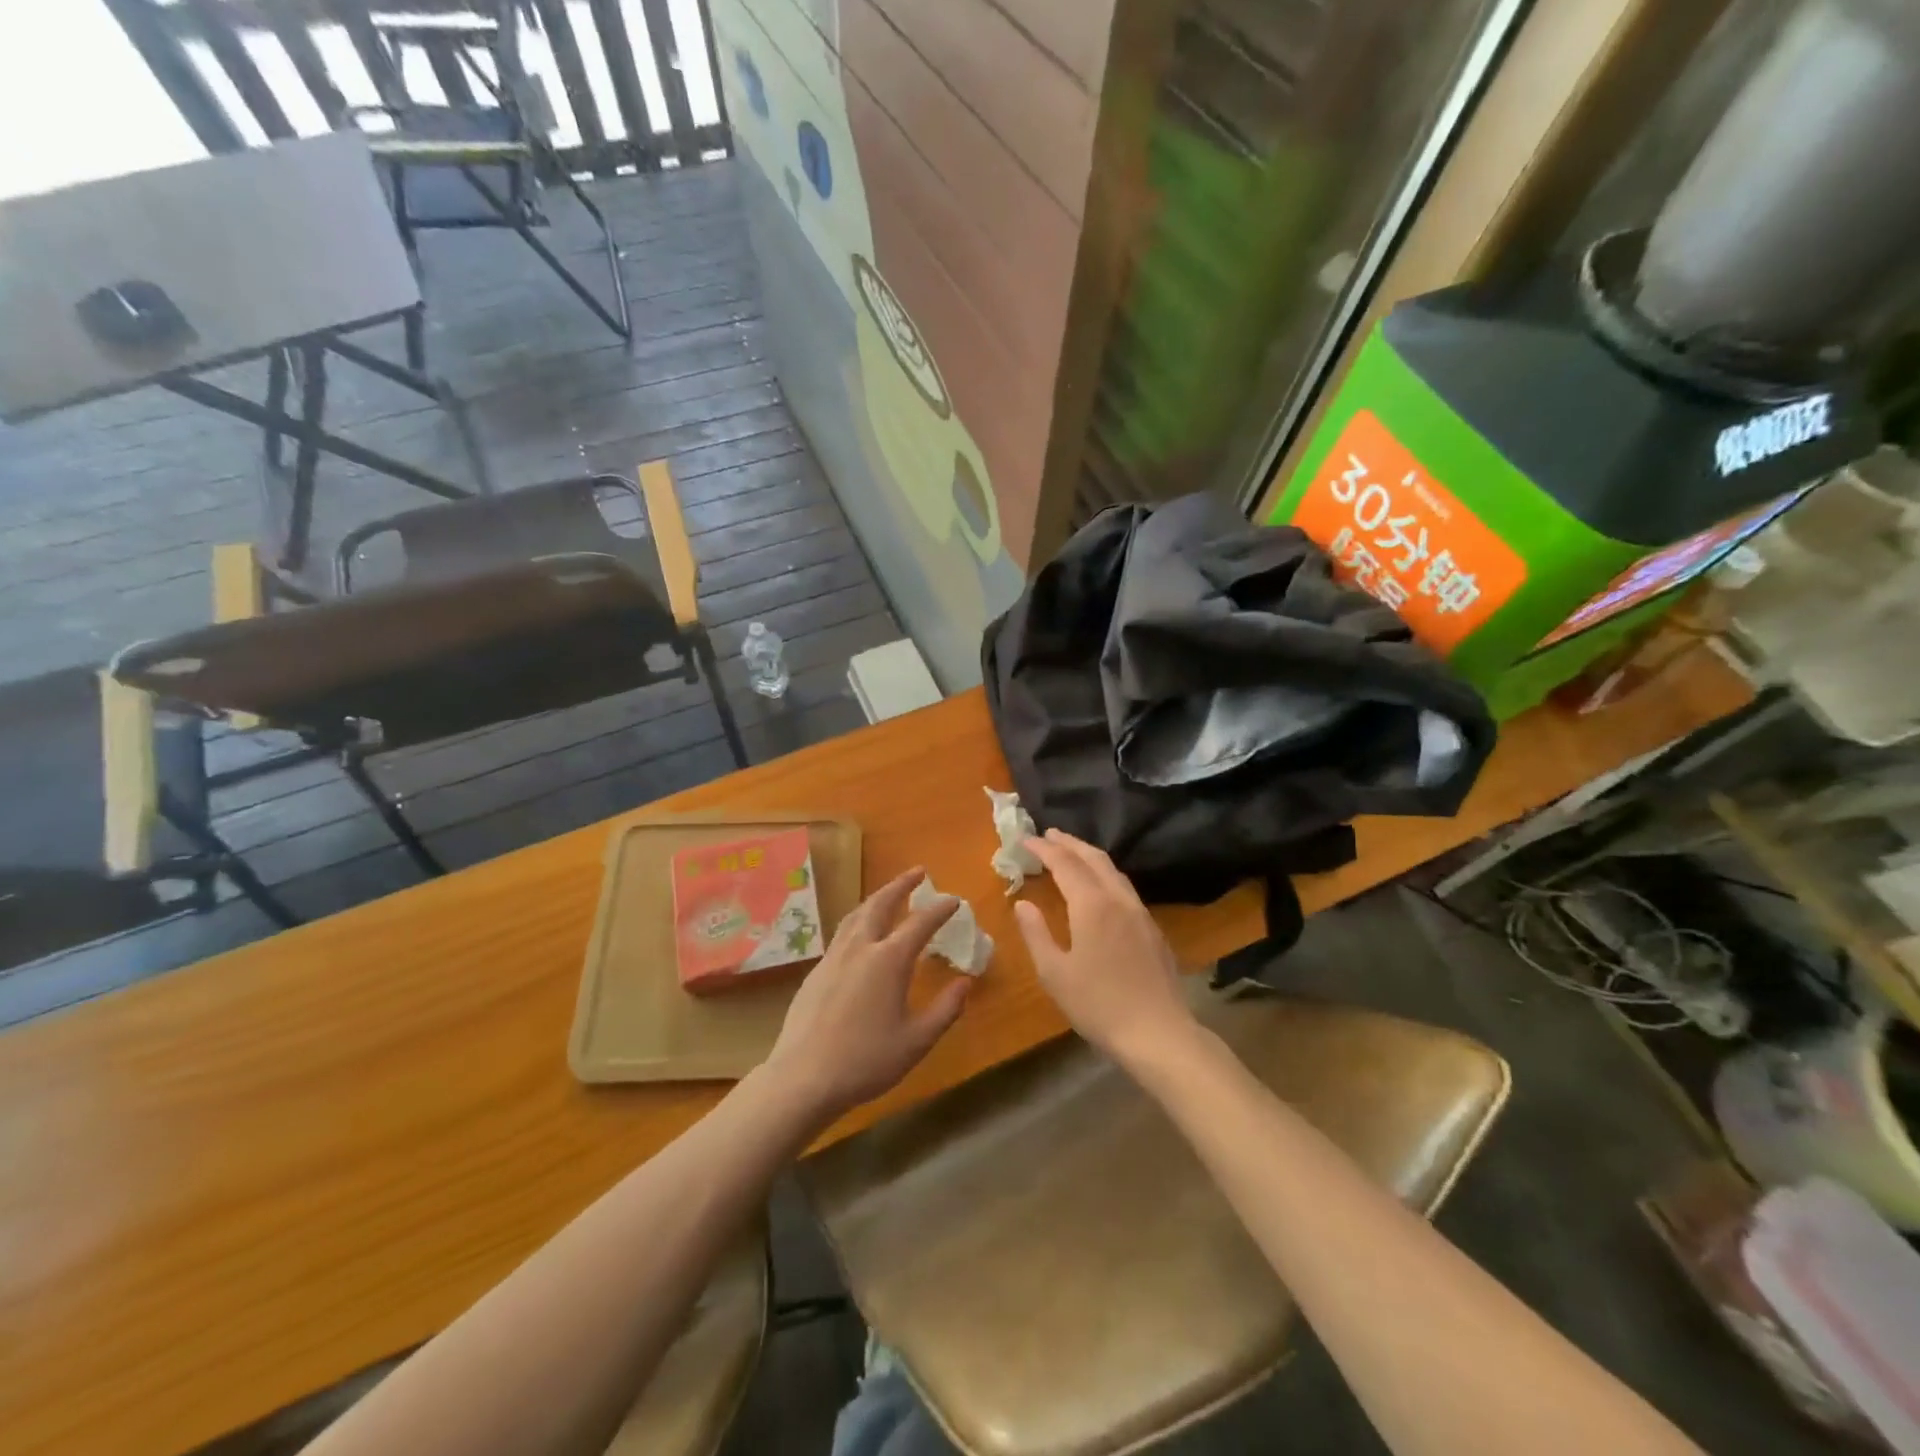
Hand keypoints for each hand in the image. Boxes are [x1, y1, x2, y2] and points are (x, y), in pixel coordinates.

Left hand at [761, 868, 969, 1122]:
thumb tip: (965, 983)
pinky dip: (859, 920)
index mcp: (888, 960)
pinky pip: (842, 933)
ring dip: (876, 898)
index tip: (954, 900)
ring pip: (857, 915)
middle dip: (901, 885)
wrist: (803, 1077)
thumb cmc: (866, 1061)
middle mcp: (860, 948)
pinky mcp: (816, 972)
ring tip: (889, 894)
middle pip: (881, 904)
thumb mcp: (916, 1041)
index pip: (920, 923)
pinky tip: (860, 935)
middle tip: (918, 872)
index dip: (939, 909)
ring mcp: (834, 957)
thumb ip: (945, 1010)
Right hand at [1014, 830, 1197, 1067]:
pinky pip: (1125, 887)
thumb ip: (1036, 933)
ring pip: (1113, 871)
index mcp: (1092, 905)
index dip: (1044, 849)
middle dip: (1069, 843)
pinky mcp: (1153, 929)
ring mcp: (1140, 913)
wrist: (1159, 1033)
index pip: (1065, 864)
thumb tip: (1023, 904)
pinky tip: (1100, 887)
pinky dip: (1105, 874)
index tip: (1026, 839)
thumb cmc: (1099, 1005)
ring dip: (1090, 856)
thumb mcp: (1054, 973)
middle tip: (1048, 834)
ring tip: (1071, 853)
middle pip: (1094, 858)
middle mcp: (1118, 899)